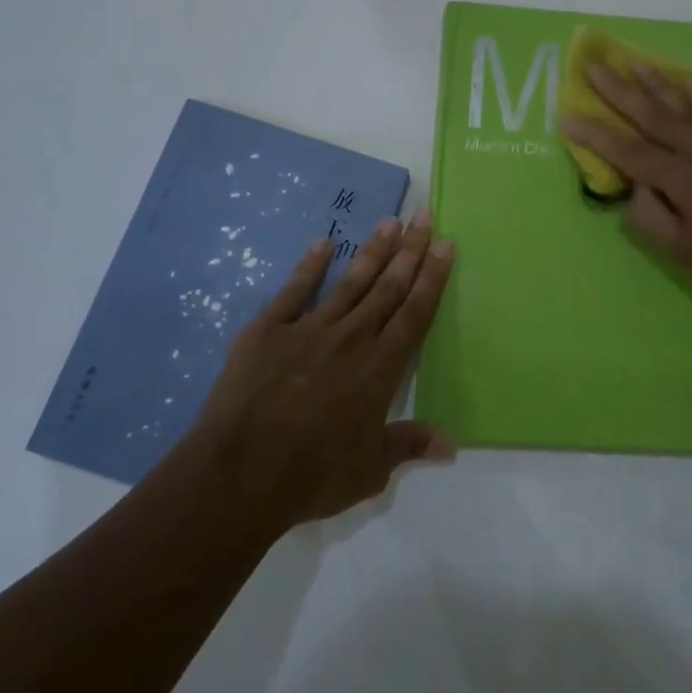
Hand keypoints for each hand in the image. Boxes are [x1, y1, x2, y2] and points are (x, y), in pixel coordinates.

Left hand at [179, 211, 455, 536]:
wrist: (239, 474)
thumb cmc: (312, 475)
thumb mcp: (370, 469)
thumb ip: (409, 444)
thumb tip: (452, 443)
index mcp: (380, 368)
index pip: (415, 313)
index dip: (432, 278)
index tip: (446, 244)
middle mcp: (351, 338)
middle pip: (388, 288)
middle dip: (410, 251)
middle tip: (424, 217)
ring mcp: (309, 330)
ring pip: (350, 282)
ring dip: (372, 251)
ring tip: (389, 221)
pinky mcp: (268, 331)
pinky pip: (294, 291)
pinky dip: (309, 266)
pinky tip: (322, 243)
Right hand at [561, 62, 691, 320]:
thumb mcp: (685, 253)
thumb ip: (651, 216)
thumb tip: (637, 187)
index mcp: (684, 180)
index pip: (628, 151)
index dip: (594, 135)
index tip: (565, 115)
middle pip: (653, 115)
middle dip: (619, 90)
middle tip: (593, 65)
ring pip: (684, 106)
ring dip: (656, 82)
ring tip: (633, 61)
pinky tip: (689, 80)